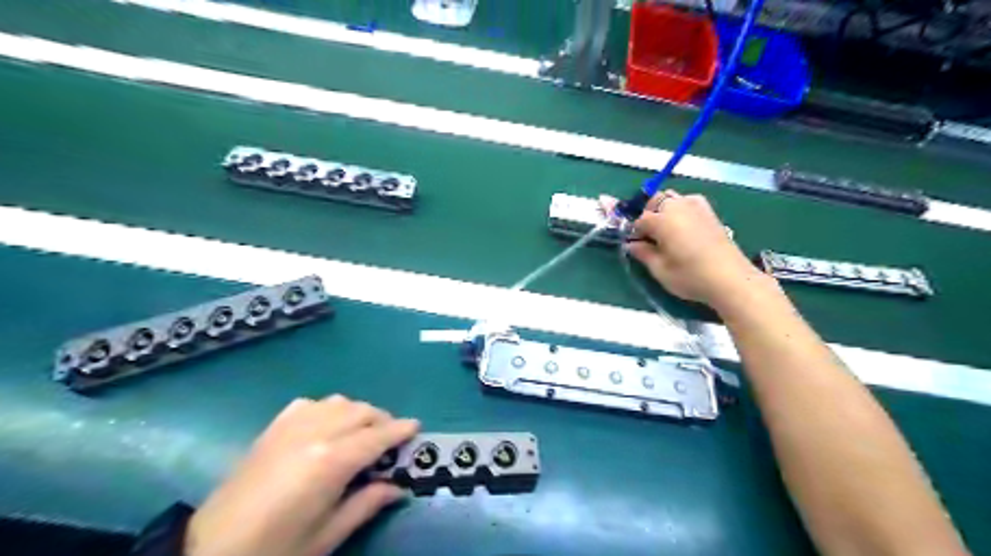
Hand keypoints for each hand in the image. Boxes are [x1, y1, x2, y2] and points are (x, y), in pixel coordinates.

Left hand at [184, 395, 417, 554]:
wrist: (209, 551)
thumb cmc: (275, 550)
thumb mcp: (327, 535)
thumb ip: (367, 503)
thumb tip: (398, 488)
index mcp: (331, 461)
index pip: (378, 436)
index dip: (401, 430)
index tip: (416, 427)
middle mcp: (315, 433)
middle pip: (361, 411)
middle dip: (382, 420)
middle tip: (390, 439)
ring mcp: (291, 426)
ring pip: (339, 402)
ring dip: (357, 412)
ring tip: (361, 432)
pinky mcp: (272, 428)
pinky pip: (310, 404)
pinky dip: (328, 409)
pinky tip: (326, 426)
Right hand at [604, 190, 774, 313]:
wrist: (731, 279)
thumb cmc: (690, 277)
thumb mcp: (660, 270)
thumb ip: (643, 253)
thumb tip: (631, 244)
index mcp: (662, 220)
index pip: (638, 219)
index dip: (633, 231)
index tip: (632, 243)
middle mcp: (677, 206)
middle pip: (654, 201)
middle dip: (646, 214)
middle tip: (646, 236)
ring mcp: (696, 206)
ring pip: (671, 197)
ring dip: (662, 209)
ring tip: (664, 230)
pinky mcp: (709, 212)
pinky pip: (687, 201)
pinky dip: (679, 208)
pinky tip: (681, 226)